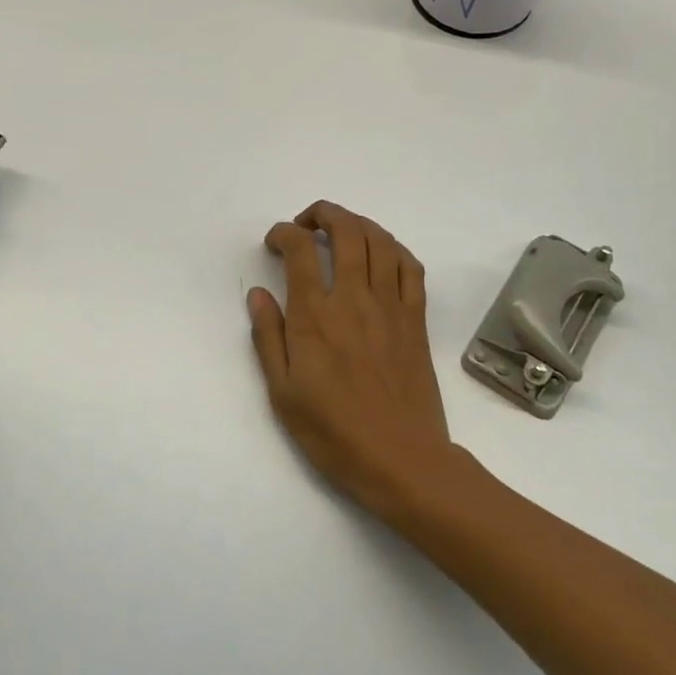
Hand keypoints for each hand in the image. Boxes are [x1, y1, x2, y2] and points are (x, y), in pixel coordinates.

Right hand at [247, 201, 468, 522]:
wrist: (401, 460)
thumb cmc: (333, 433)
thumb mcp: (283, 393)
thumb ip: (268, 337)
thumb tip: (258, 294)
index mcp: (315, 317)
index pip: (301, 250)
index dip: (285, 233)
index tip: (275, 241)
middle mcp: (354, 300)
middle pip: (346, 231)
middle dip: (324, 214)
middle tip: (307, 223)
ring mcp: (391, 307)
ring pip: (381, 241)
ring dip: (359, 223)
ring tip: (341, 229)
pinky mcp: (416, 320)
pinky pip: (411, 268)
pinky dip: (394, 249)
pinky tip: (381, 255)